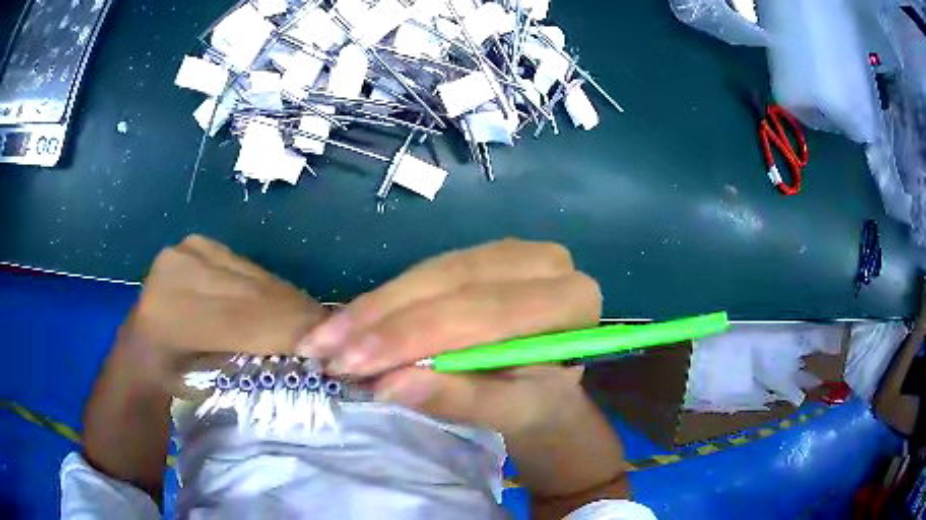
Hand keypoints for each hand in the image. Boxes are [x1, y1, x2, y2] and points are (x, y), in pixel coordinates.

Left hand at [121, 235, 327, 386]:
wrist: (143, 347)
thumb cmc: (174, 380)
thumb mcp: (213, 388)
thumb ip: (256, 368)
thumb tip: (315, 356)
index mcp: (172, 315)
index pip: (246, 320)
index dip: (293, 332)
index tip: (334, 349)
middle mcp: (179, 271)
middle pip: (255, 294)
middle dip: (300, 316)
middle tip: (335, 335)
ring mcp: (188, 250)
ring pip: (256, 277)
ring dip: (289, 302)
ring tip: (313, 322)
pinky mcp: (198, 243)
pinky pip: (248, 268)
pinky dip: (270, 289)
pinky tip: (283, 306)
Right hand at [298, 239, 602, 436]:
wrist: (547, 392)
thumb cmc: (538, 406)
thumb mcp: (509, 412)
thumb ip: (458, 398)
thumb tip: (388, 384)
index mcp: (569, 300)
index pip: (482, 312)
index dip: (412, 336)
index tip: (352, 362)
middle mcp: (545, 262)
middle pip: (450, 284)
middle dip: (381, 321)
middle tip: (324, 350)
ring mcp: (511, 252)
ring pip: (430, 273)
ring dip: (372, 308)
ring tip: (324, 339)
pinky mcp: (482, 256)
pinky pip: (425, 272)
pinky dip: (384, 300)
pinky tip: (349, 320)